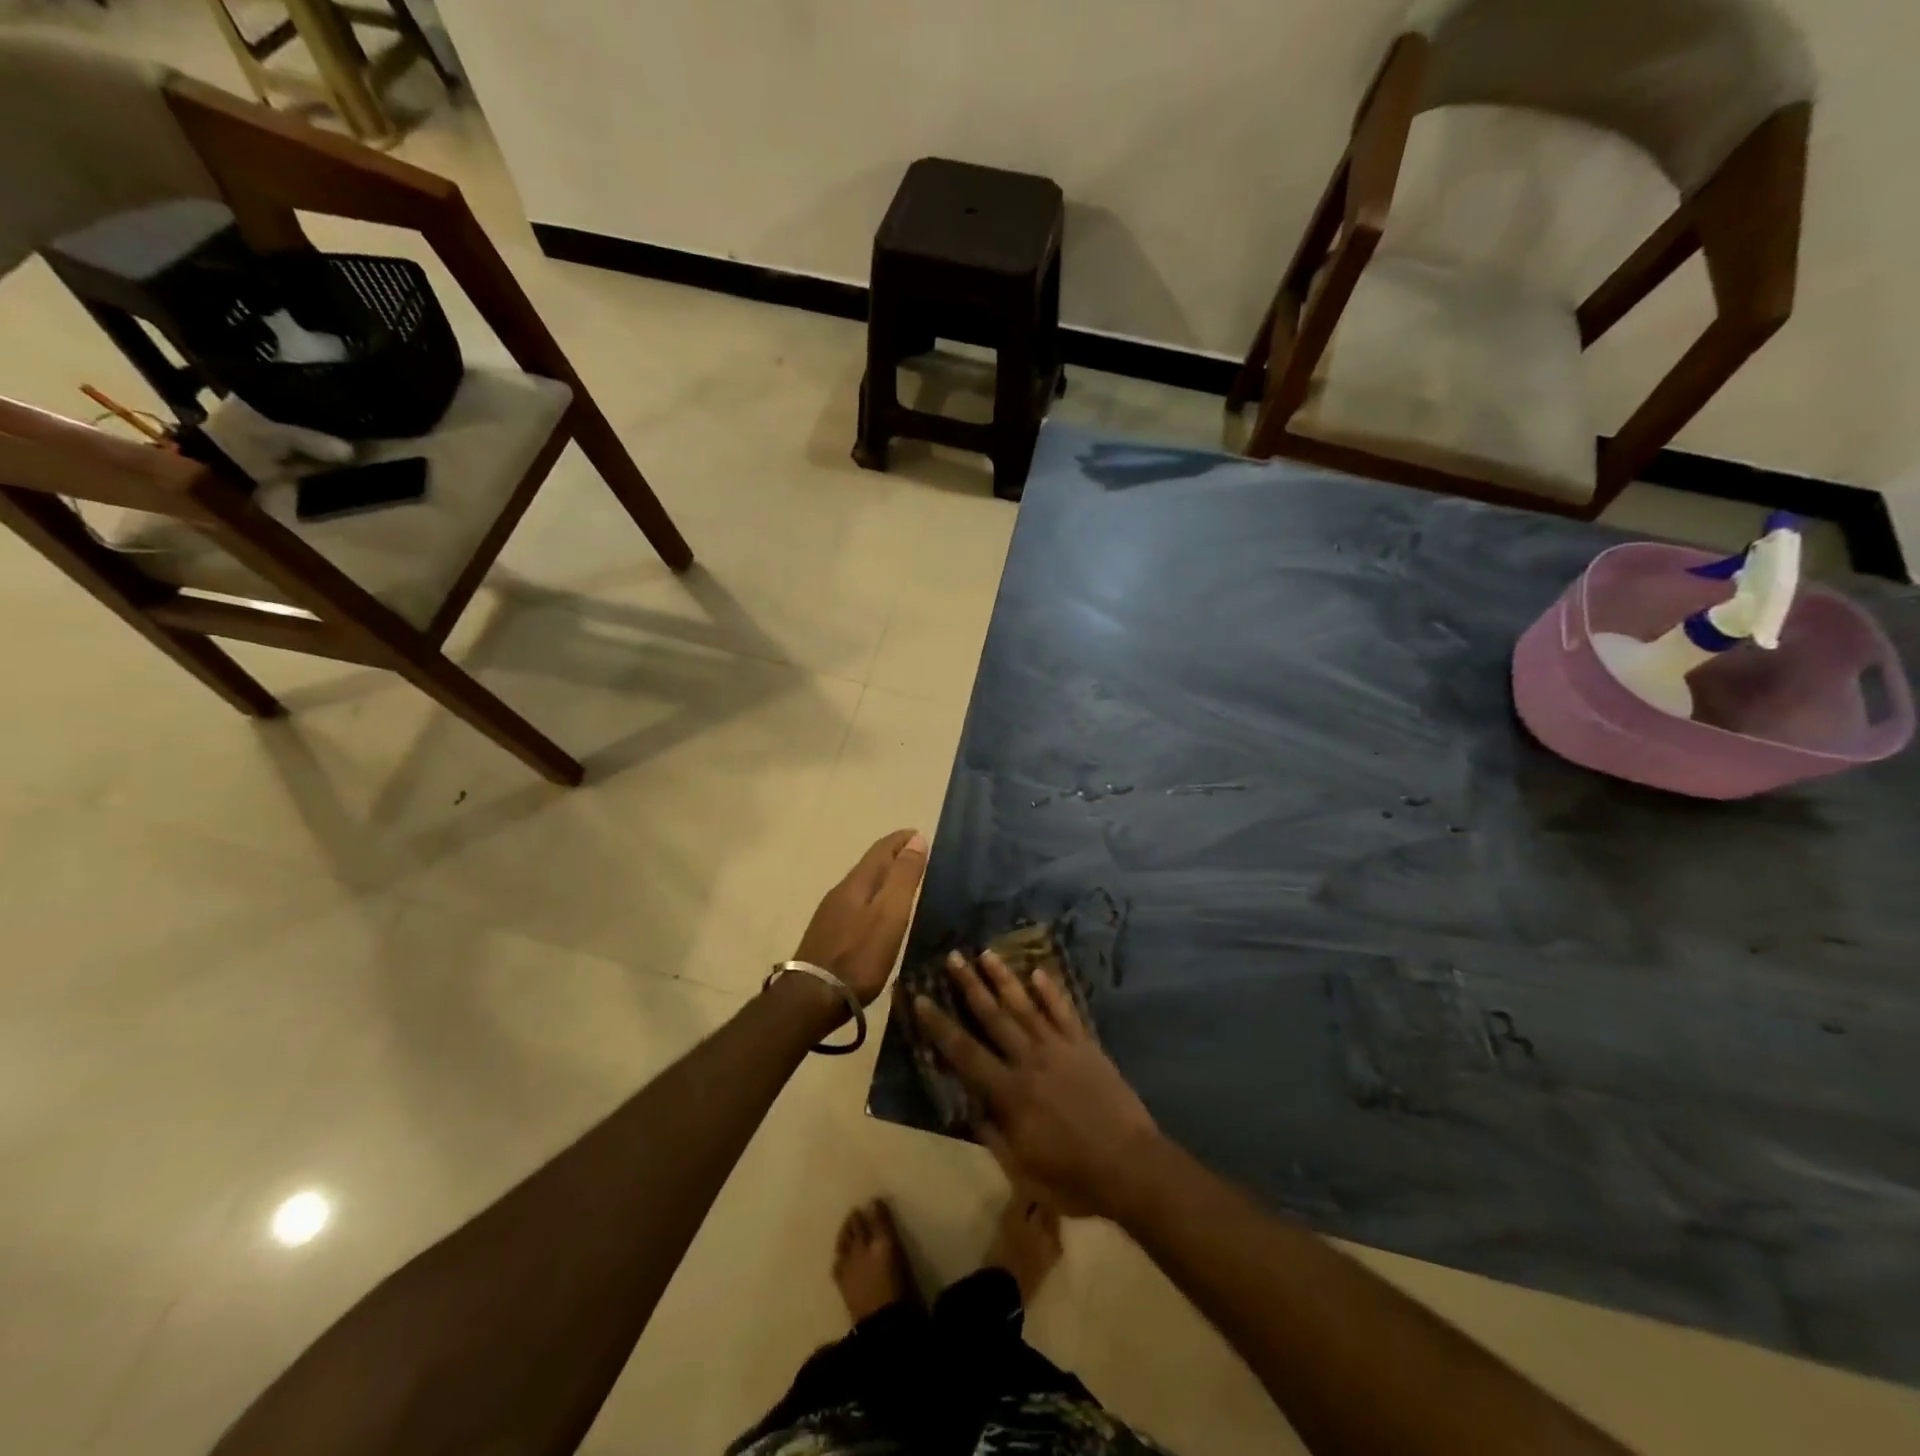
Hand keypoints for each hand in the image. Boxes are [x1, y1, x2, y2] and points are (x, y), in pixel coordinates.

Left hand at [792, 830, 928, 1005]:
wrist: (813, 997)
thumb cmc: (859, 955)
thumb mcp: (890, 914)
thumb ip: (903, 877)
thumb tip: (916, 839)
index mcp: (858, 882)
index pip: (882, 849)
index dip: (901, 839)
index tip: (919, 834)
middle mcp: (841, 891)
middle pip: (870, 864)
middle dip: (893, 855)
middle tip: (916, 855)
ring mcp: (831, 913)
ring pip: (862, 884)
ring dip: (883, 877)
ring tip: (902, 882)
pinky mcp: (828, 934)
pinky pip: (856, 903)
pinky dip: (873, 897)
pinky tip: (878, 913)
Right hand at [914, 951, 1160, 1216]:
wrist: (1131, 1167)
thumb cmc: (1073, 1178)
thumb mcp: (1022, 1169)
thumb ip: (992, 1134)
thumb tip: (967, 1107)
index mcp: (1010, 1092)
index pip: (964, 1052)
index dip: (939, 1025)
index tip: (920, 998)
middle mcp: (1030, 1060)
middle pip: (993, 1017)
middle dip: (969, 985)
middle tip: (952, 957)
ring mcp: (1060, 1048)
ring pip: (1026, 1005)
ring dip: (1004, 978)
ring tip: (986, 953)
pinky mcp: (1086, 1046)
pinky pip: (1065, 1012)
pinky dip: (1051, 991)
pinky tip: (1039, 971)